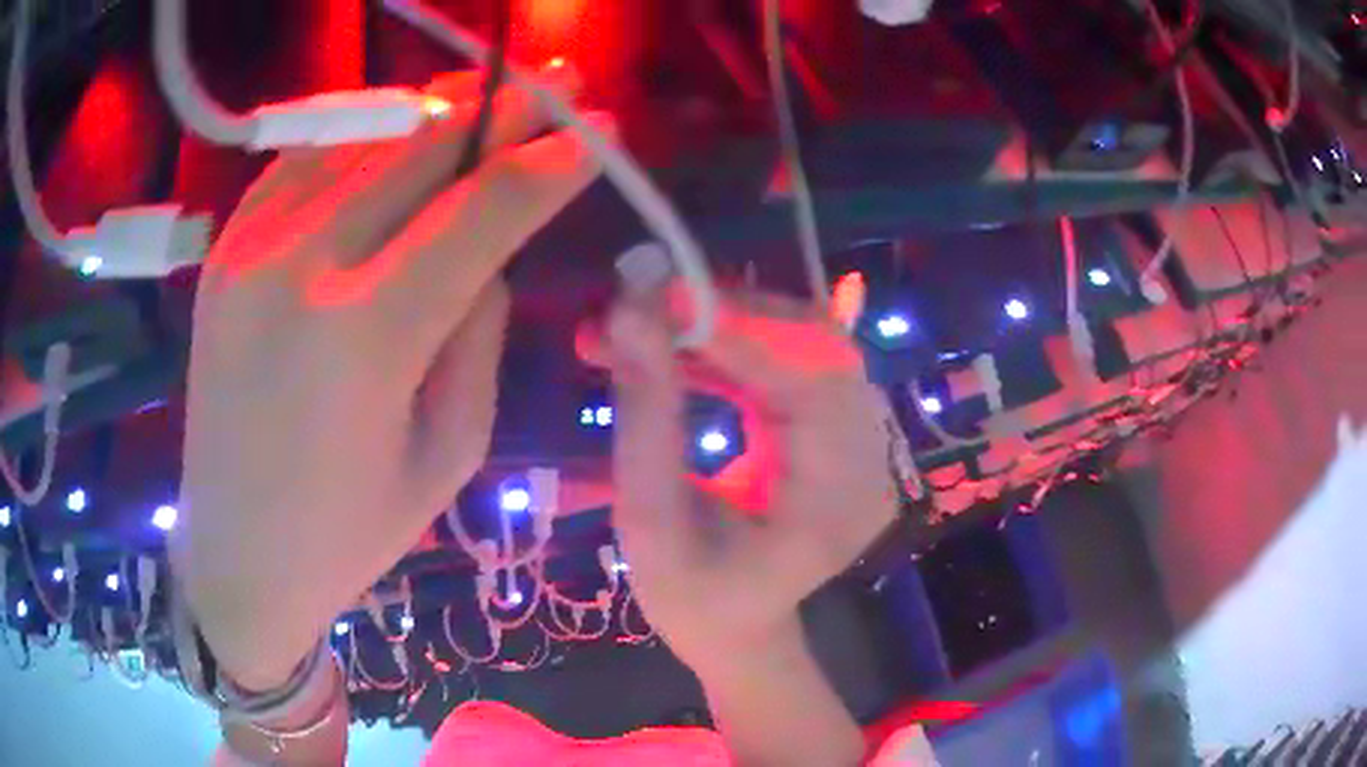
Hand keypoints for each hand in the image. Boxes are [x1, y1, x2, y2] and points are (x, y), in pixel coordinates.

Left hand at [172, 68, 604, 690]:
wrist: (234, 555)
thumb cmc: (350, 532)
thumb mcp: (449, 453)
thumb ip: (477, 331)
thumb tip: (488, 246)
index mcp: (366, 335)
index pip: (482, 210)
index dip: (548, 162)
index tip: (597, 130)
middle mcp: (301, 266)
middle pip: (422, 147)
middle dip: (501, 108)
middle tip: (554, 83)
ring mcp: (250, 246)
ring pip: (364, 137)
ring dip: (433, 111)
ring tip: (484, 96)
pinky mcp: (224, 247)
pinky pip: (307, 160)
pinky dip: (363, 137)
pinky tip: (397, 139)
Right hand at [605, 288, 897, 669]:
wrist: (737, 630)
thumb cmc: (692, 599)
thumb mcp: (650, 522)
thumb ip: (645, 417)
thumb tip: (631, 311)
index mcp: (834, 500)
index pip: (803, 376)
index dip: (733, 324)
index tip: (652, 292)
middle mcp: (866, 462)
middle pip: (815, 346)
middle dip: (727, 314)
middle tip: (645, 303)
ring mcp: (861, 446)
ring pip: (804, 345)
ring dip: (726, 325)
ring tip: (649, 324)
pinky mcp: (839, 435)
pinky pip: (794, 366)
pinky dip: (735, 349)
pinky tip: (682, 349)